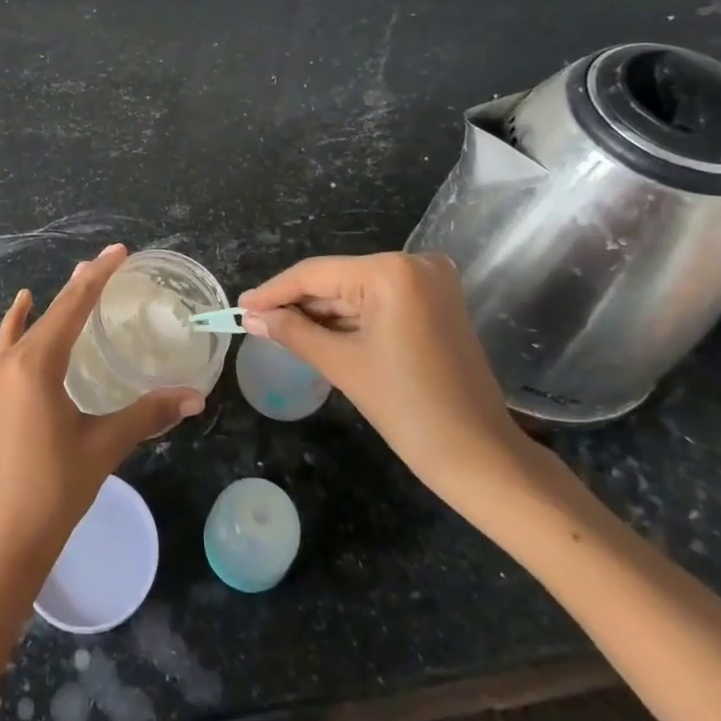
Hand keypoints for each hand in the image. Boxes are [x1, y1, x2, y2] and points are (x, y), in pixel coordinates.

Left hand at [0, 244, 203, 587]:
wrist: (2, 541)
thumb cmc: (55, 489)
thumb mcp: (104, 445)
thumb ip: (147, 413)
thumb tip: (195, 396)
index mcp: (36, 365)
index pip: (72, 307)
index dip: (98, 277)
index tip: (118, 251)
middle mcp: (10, 362)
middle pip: (51, 312)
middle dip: (81, 286)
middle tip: (108, 262)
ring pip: (29, 327)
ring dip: (55, 304)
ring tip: (78, 280)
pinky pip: (8, 345)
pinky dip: (19, 322)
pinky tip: (22, 307)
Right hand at [239, 252, 531, 502]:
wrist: (480, 456)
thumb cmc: (408, 408)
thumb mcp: (342, 364)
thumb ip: (293, 332)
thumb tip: (253, 317)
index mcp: (391, 272)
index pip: (316, 274)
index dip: (274, 291)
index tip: (240, 306)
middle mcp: (414, 264)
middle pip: (337, 280)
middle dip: (297, 304)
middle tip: (256, 321)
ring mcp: (430, 283)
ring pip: (357, 293)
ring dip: (321, 313)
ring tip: (276, 329)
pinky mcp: (436, 304)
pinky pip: (379, 304)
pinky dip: (349, 320)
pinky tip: (315, 333)